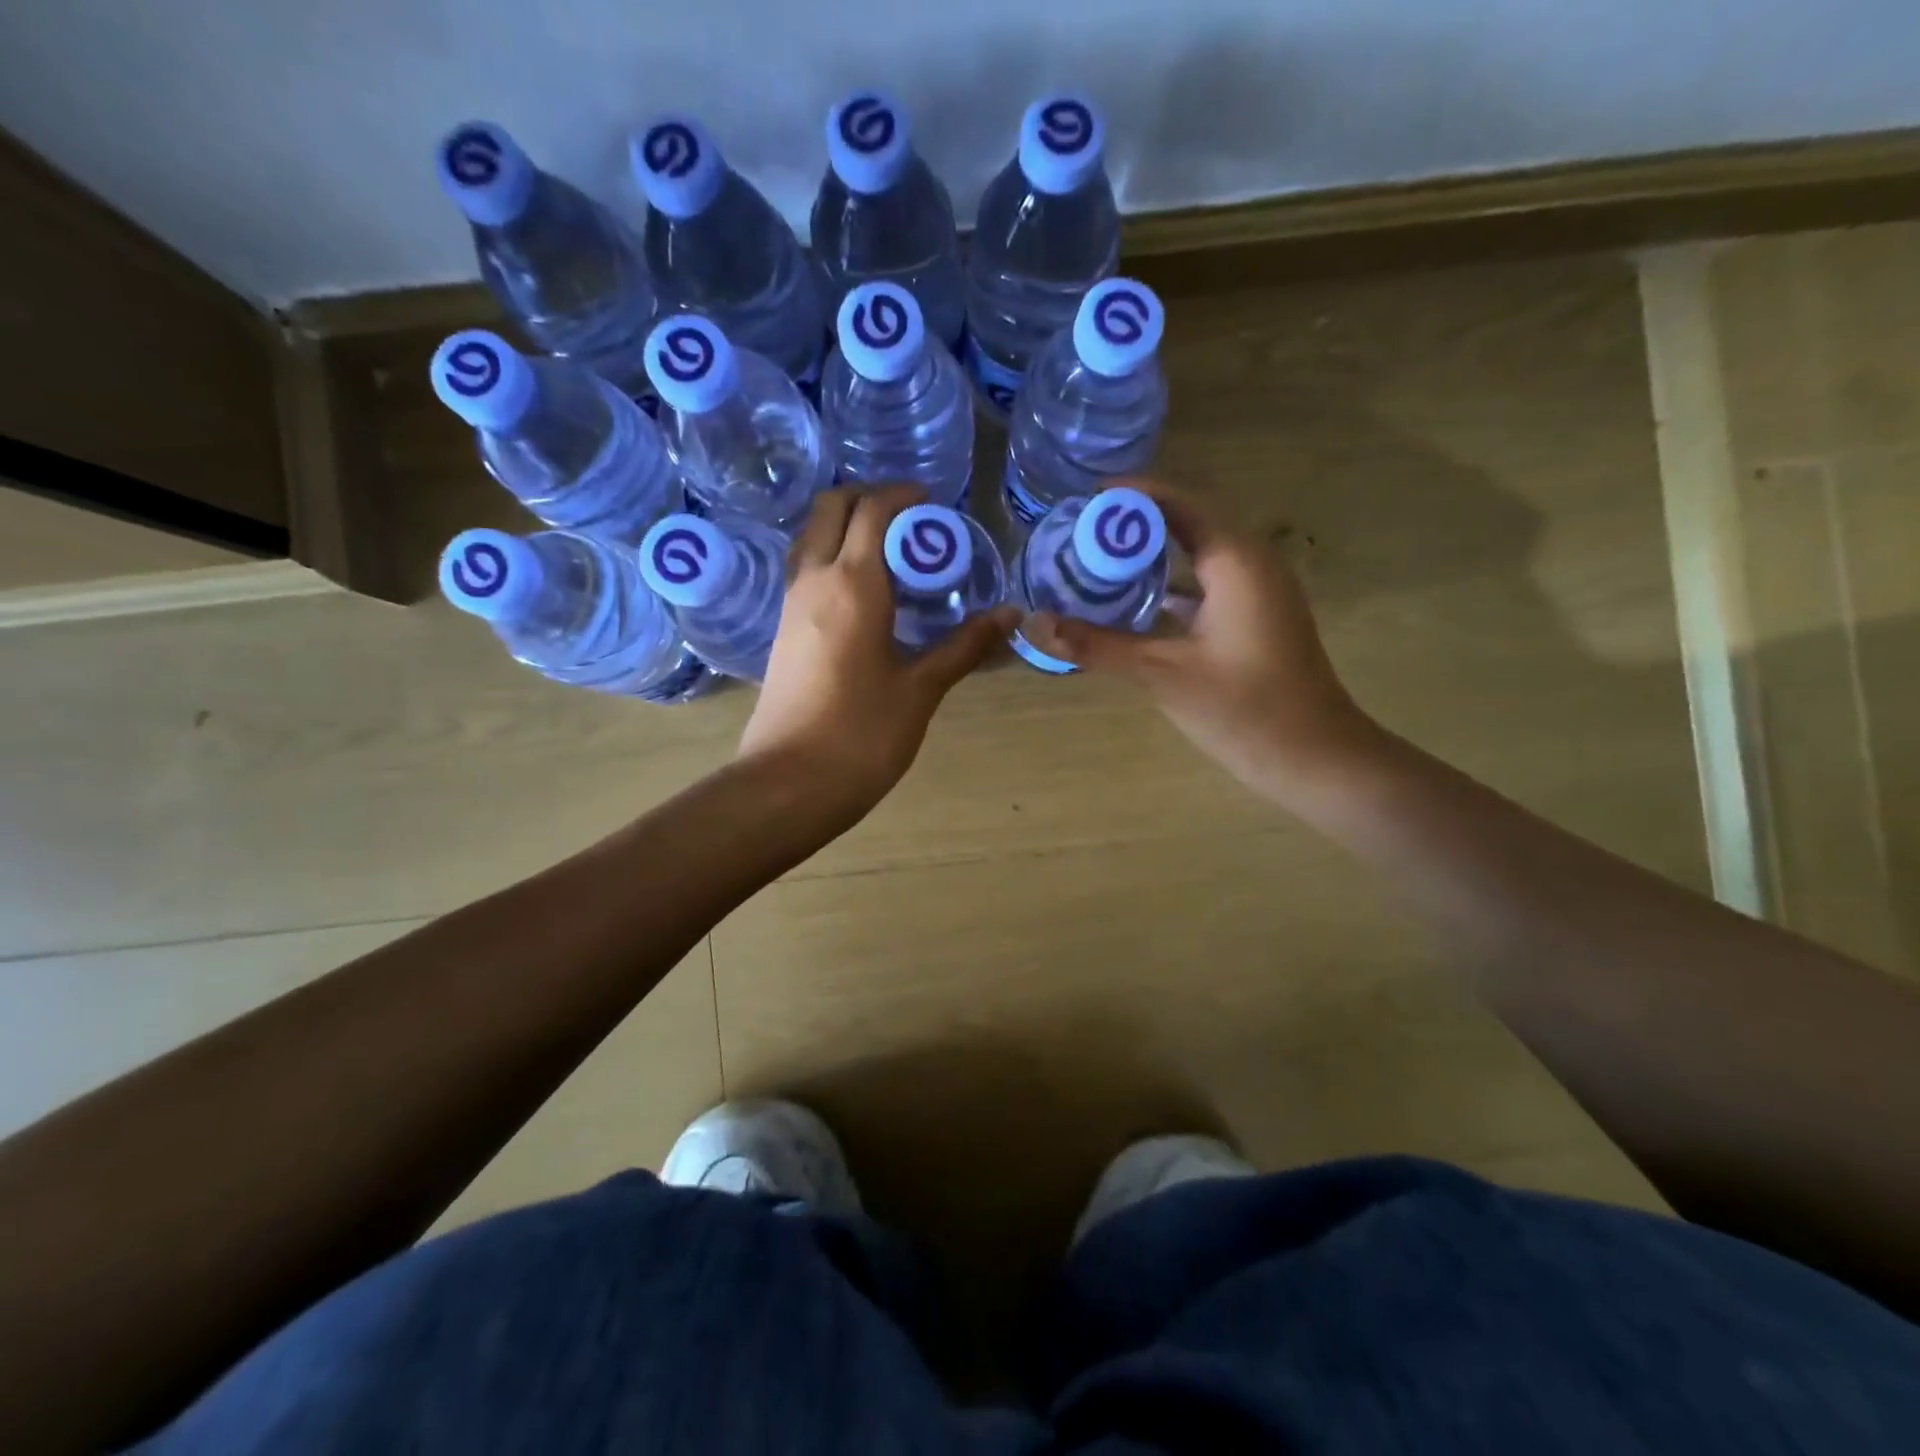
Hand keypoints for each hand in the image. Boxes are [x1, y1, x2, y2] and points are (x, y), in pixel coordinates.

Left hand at [739, 486, 1019, 817]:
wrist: (789, 784)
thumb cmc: (861, 735)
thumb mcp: (920, 690)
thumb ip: (964, 646)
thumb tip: (1011, 614)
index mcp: (852, 585)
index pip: (873, 510)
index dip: (903, 496)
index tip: (934, 503)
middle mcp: (814, 581)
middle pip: (831, 508)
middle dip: (869, 498)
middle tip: (911, 520)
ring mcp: (790, 606)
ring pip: (812, 538)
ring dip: (846, 528)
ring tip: (892, 553)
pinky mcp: (782, 631)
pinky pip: (806, 572)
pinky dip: (833, 559)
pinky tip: (866, 594)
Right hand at [1019, 481, 1374, 803]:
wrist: (1314, 758)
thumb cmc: (1245, 710)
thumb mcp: (1163, 674)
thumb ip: (1098, 646)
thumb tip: (1035, 624)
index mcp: (1236, 561)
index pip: (1179, 503)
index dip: (1131, 495)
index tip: (1081, 498)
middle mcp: (1250, 563)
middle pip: (1187, 522)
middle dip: (1133, 522)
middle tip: (1079, 529)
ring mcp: (1256, 591)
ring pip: (1196, 554)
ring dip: (1151, 553)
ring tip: (1097, 558)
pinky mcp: (1254, 618)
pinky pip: (1205, 583)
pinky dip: (1168, 584)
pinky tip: (1132, 602)